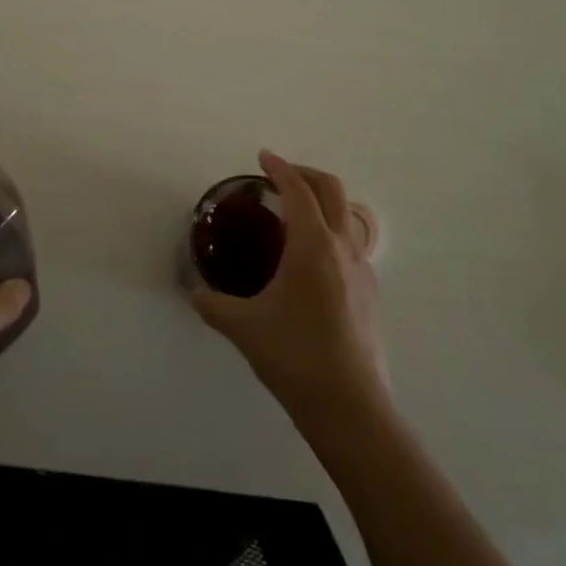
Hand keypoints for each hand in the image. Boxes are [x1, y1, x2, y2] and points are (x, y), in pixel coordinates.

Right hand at [192, 150, 387, 427]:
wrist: (351, 408)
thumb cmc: (295, 357)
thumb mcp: (244, 328)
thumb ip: (214, 305)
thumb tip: (194, 294)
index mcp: (312, 244)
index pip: (297, 189)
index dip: (279, 168)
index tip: (263, 156)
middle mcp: (342, 246)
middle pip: (331, 189)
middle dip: (305, 173)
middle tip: (280, 175)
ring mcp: (362, 269)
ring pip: (346, 215)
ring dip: (322, 201)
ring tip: (295, 214)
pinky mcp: (370, 293)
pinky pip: (351, 243)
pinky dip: (331, 231)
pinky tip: (312, 260)